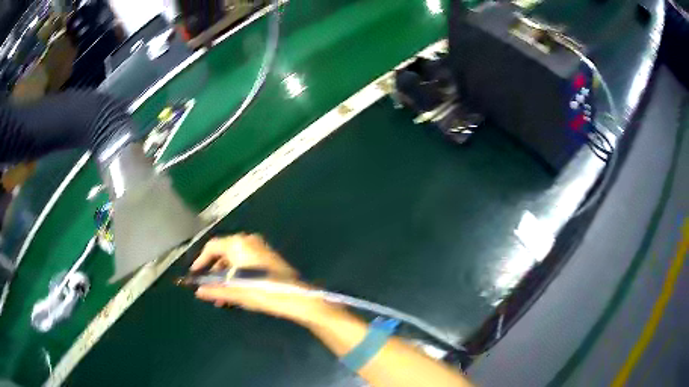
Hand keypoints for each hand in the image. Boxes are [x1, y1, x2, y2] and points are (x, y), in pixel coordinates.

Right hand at [191, 234, 341, 326]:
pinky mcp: (268, 257)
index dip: (201, 261)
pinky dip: (238, 275)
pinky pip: (246, 262)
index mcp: (238, 244)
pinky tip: (237, 292)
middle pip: (223, 254)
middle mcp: (248, 241)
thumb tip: (198, 290)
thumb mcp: (236, 292)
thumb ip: (215, 289)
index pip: (212, 247)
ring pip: (235, 260)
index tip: (195, 274)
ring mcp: (260, 248)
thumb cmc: (264, 292)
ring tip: (223, 298)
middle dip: (215, 273)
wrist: (297, 297)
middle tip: (210, 291)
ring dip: (226, 277)